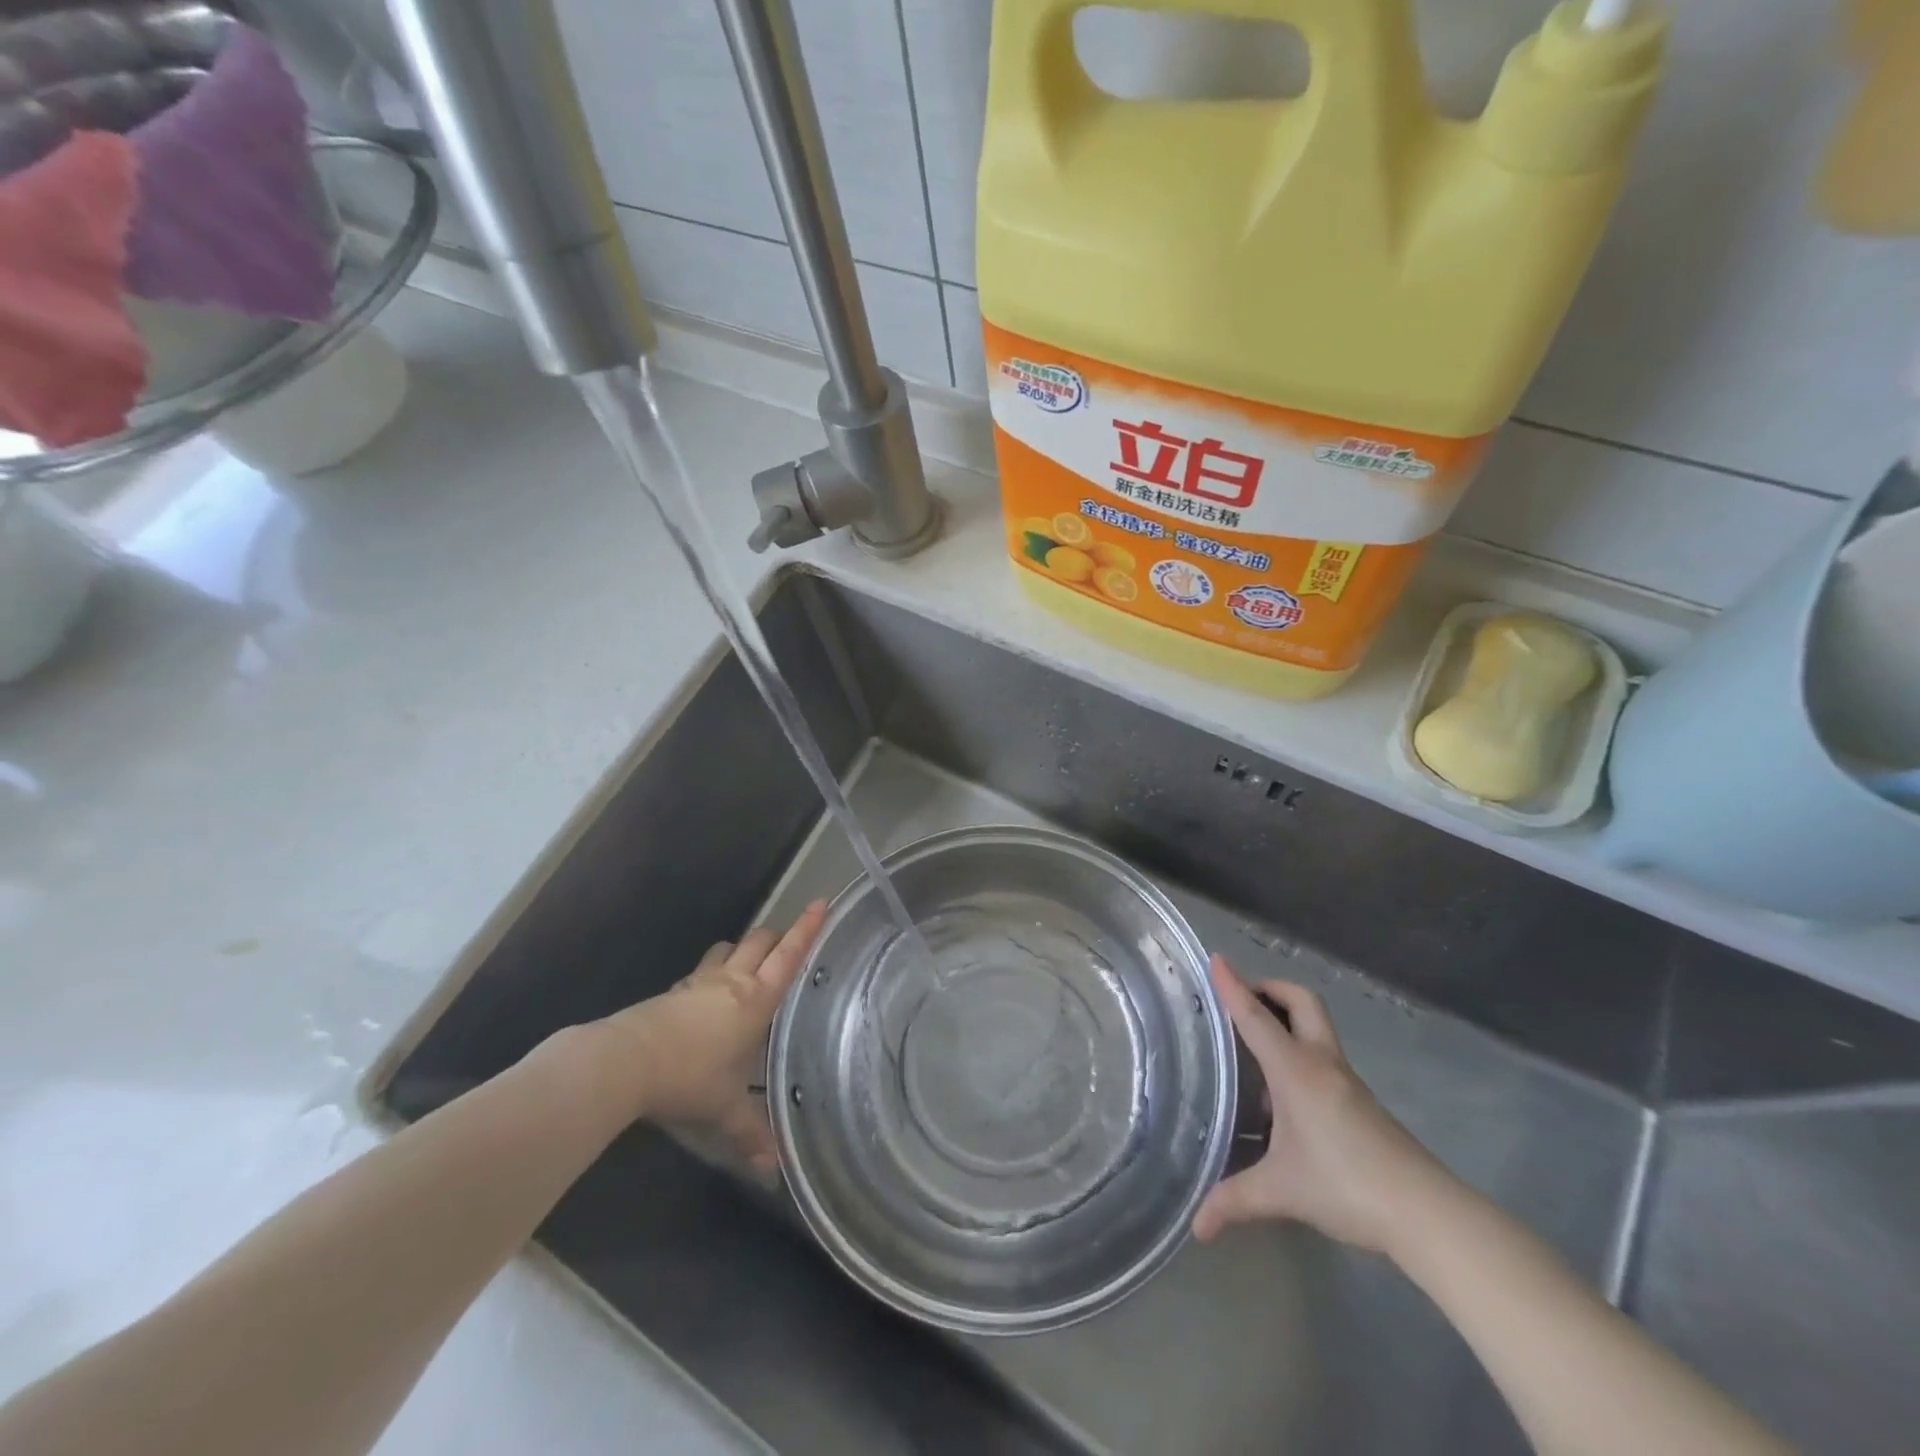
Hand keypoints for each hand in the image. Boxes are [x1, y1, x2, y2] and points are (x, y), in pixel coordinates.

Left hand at [597, 900, 827, 1170]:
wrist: (625, 1061)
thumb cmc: (688, 1077)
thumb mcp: (723, 1109)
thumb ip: (750, 1134)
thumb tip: (774, 1170)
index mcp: (756, 1000)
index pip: (789, 956)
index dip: (807, 928)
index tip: (822, 901)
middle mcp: (733, 981)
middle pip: (760, 940)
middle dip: (778, 935)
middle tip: (789, 942)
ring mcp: (700, 982)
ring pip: (729, 948)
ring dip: (742, 949)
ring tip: (749, 964)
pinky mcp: (674, 990)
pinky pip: (703, 970)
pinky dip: (713, 971)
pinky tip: (708, 995)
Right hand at [1193, 956, 1451, 1254]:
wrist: (1426, 1213)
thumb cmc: (1347, 1186)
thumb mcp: (1281, 1192)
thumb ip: (1234, 1201)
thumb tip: (1196, 1226)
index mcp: (1295, 1071)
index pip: (1256, 1018)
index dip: (1234, 986)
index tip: (1216, 958)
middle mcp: (1321, 1063)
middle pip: (1301, 1001)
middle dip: (1271, 988)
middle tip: (1242, 999)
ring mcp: (1345, 1080)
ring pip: (1316, 1026)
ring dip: (1286, 1018)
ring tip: (1254, 1042)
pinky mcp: (1360, 1100)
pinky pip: (1322, 1055)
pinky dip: (1298, 1051)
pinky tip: (1282, 1093)